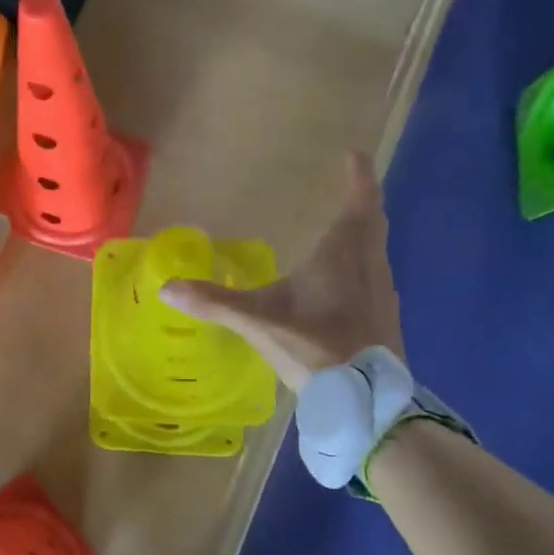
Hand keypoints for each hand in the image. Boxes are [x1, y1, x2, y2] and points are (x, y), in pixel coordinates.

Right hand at [158, 150, 402, 390]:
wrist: (367, 401)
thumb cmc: (316, 347)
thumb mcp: (259, 322)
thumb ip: (214, 303)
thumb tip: (167, 288)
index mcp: (344, 253)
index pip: (360, 201)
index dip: (359, 176)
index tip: (354, 153)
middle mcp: (371, 265)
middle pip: (373, 222)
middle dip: (362, 201)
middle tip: (350, 186)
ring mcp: (384, 293)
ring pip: (377, 250)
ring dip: (364, 233)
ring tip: (343, 230)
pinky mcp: (386, 318)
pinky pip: (375, 275)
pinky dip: (362, 263)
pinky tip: (344, 283)